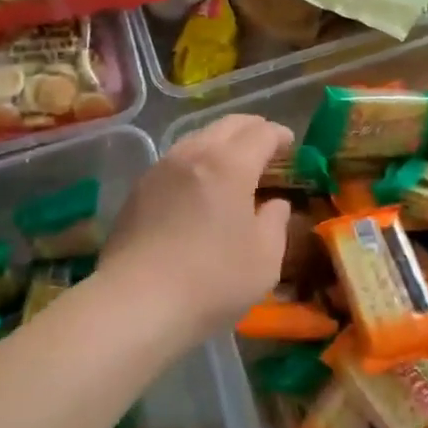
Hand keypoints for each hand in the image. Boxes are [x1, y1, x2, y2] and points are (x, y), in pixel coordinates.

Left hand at [97, 115, 294, 339]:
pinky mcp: (139, 188)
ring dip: (222, 142)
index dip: (280, 135)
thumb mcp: (265, 258)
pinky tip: (200, 184)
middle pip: (228, 125)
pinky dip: (197, 160)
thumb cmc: (212, 280)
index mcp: (230, 164)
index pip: (261, 133)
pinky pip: (177, 159)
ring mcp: (161, 168)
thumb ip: (275, 222)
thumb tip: (275, 203)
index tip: (291, 145)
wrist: (136, 301)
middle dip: (252, 129)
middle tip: (267, 145)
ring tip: (234, 163)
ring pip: (198, 137)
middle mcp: (194, 153)